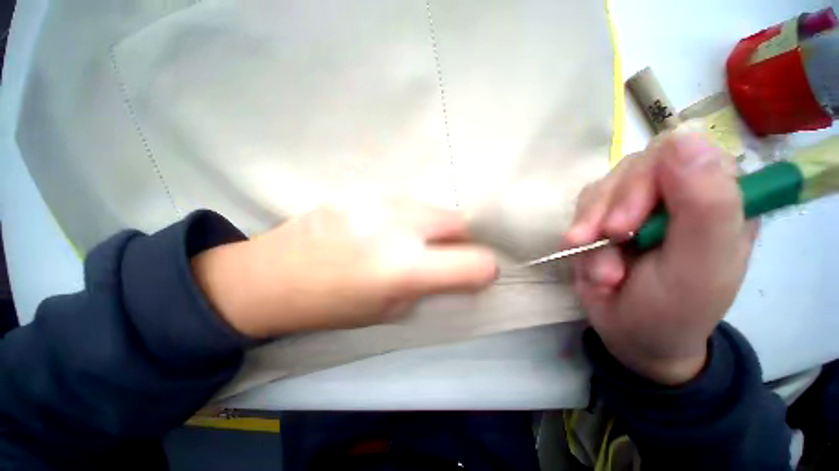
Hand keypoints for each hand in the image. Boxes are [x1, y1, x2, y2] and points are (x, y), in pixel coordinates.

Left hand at [192, 199, 497, 337]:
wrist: (274, 274)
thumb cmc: (333, 305)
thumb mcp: (390, 310)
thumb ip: (431, 286)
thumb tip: (460, 271)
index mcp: (403, 268)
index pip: (473, 262)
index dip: (484, 269)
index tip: (480, 273)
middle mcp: (397, 227)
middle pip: (458, 221)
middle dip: (459, 240)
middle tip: (441, 254)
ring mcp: (379, 201)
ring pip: (433, 208)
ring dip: (433, 227)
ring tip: (407, 241)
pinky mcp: (363, 189)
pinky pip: (406, 202)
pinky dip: (408, 217)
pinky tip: (382, 229)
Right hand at [566, 132, 755, 384]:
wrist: (631, 334)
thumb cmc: (674, 309)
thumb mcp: (700, 265)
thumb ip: (706, 203)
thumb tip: (685, 136)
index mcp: (718, 196)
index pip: (681, 153)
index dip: (646, 182)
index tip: (624, 225)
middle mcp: (676, 192)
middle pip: (632, 168)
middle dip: (609, 208)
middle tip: (602, 242)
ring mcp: (636, 204)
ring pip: (602, 188)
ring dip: (589, 226)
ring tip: (598, 264)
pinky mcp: (604, 216)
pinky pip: (583, 208)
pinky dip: (578, 233)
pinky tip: (583, 254)